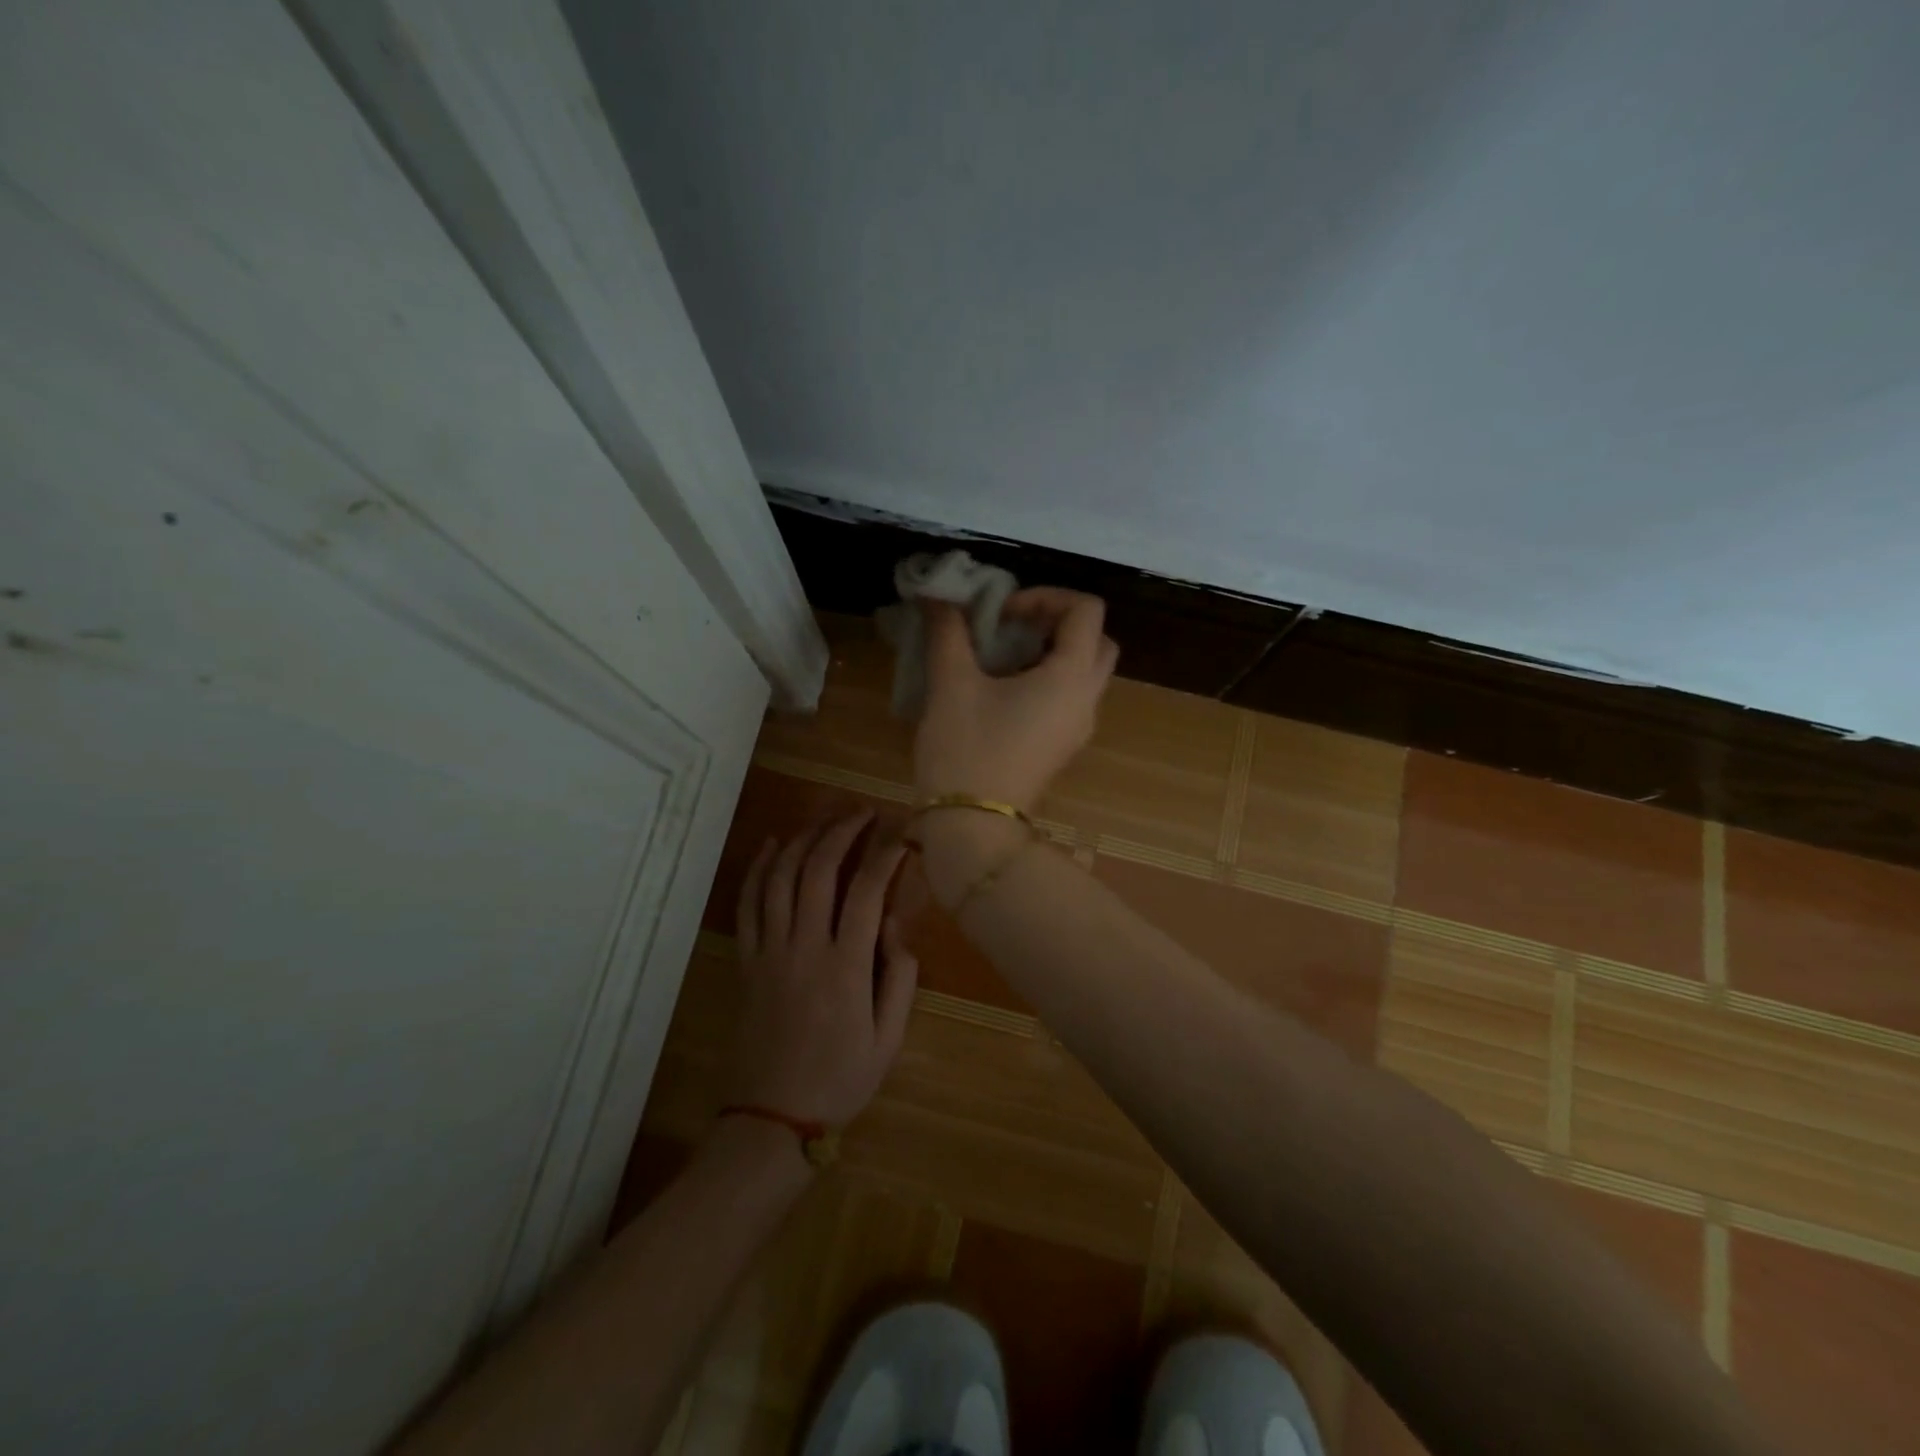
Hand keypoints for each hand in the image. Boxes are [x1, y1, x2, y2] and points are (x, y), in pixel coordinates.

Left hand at [725, 812, 919, 1128]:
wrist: (772, 1117)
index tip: (902, 835)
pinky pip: (747, 903)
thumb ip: (899, 977)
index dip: (885, 854)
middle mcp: (804, 946)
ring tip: (824, 820)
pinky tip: (771, 844)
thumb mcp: (889, 1038)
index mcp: (845, 966)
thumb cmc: (840, 1079)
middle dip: (842, 831)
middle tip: (862, 812)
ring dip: (802, 839)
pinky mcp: (745, 960)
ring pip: (780, 877)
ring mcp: (769, 950)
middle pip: (818, 870)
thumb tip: (897, 924)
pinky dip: (758, 868)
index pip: (867, 890)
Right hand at [916, 588, 1118, 812]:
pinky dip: (1049, 678)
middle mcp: (1087, 699)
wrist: (972, 825)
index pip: (1087, 610)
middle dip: (1058, 623)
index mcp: (1071, 677)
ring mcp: (1079, 727)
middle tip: (1013, 627)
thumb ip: (949, 632)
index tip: (1003, 614)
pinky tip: (1003, 689)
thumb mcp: (952, 683)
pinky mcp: (1063, 746)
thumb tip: (937, 597)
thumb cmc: (965, 749)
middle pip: (1097, 640)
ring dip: (1053, 651)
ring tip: (1004, 655)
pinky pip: (1070, 697)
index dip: (1046, 596)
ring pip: (1086, 670)